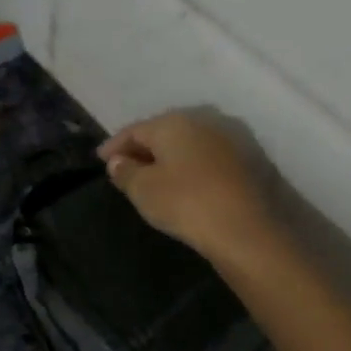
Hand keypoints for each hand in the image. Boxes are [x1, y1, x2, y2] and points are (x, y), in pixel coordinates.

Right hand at [98, 112, 277, 260]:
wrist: (249, 230)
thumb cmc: (186, 203)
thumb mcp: (143, 190)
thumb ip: (125, 172)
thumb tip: (118, 161)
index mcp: (174, 122)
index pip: (134, 130)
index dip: (114, 145)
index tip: (100, 160)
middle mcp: (204, 120)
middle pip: (163, 132)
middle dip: (143, 148)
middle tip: (126, 166)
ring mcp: (231, 138)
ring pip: (189, 144)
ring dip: (170, 157)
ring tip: (155, 176)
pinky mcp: (251, 159)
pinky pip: (208, 157)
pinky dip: (192, 166)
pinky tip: (185, 183)